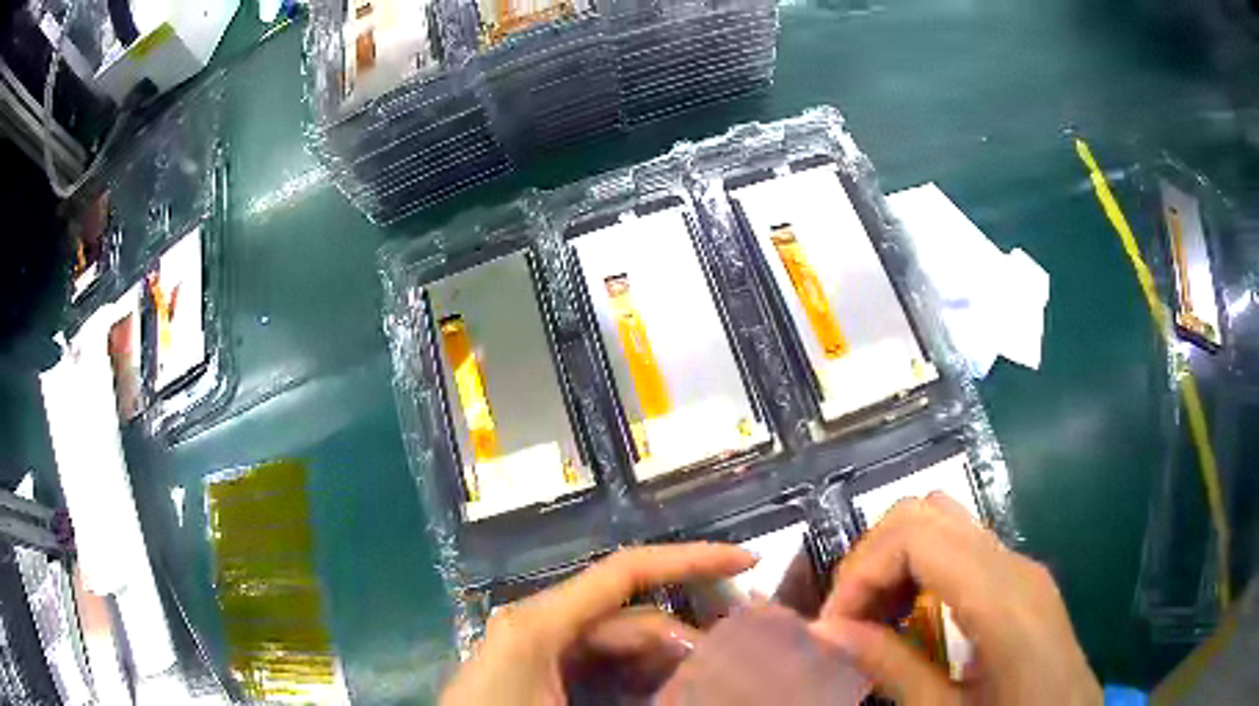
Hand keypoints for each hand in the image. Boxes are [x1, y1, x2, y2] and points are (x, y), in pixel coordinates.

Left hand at [440, 543, 755, 705]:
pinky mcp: (540, 671)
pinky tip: (666, 694)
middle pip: (631, 617)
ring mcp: (539, 648)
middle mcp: (541, 624)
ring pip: (619, 644)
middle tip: (737, 664)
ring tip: (709, 681)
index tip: (746, 562)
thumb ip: (648, 695)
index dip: (690, 559)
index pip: (626, 572)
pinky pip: (600, 665)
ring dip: (665, 663)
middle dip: (686, 637)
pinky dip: (637, 678)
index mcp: (542, 623)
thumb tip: (707, 683)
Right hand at [814, 494, 1100, 704]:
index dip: (862, 571)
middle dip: (872, 559)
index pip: (918, 536)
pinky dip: (922, 567)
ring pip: (944, 520)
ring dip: (896, 559)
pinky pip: (962, 546)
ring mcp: (1022, 564)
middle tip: (849, 619)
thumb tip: (826, 632)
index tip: (833, 626)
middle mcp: (1014, 563)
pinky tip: (913, 615)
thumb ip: (890, 667)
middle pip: (926, 512)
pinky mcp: (1022, 577)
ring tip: (876, 617)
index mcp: (1002, 598)